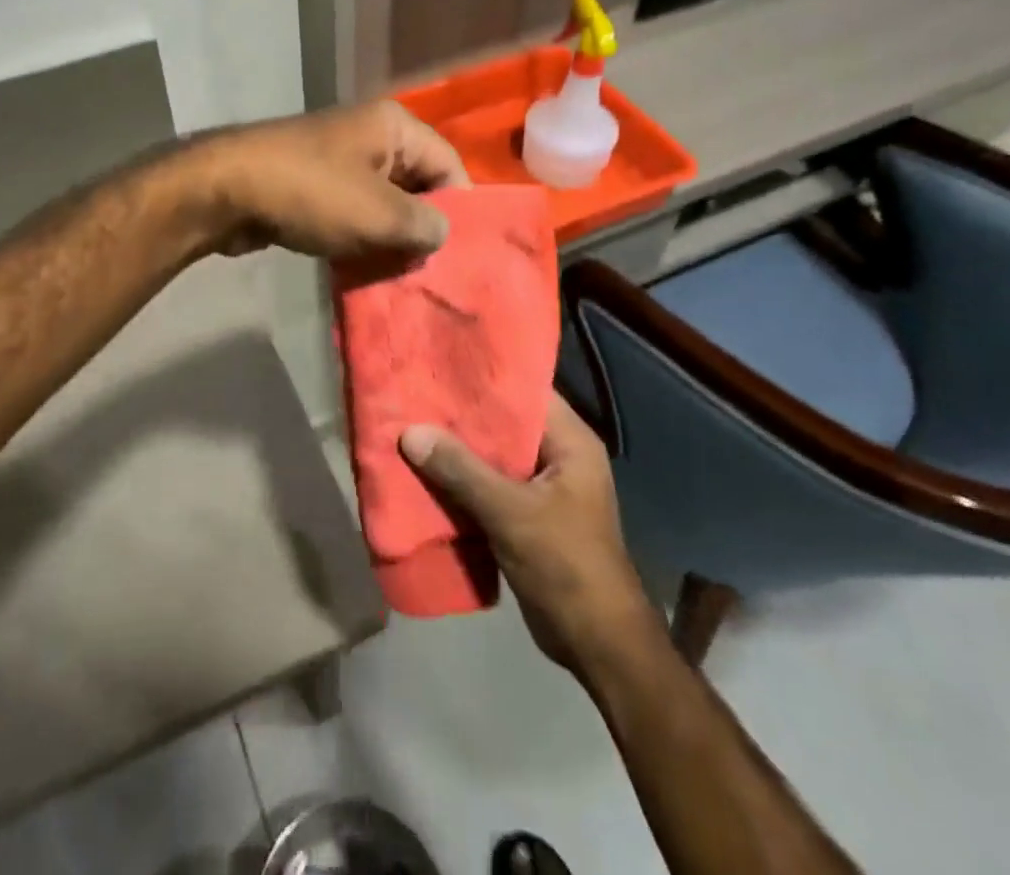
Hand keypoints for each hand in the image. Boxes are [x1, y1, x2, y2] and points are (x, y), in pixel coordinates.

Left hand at [190, 101, 469, 260]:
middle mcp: (370, 136)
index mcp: (394, 127)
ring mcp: (338, 160)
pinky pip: (352, 212)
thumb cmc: (312, 194)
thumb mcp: (380, 214)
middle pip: (417, 184)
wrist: (227, 191)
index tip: (458, 255)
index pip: (449, 165)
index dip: (459, 210)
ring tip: (400, 277)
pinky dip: (360, 238)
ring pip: (383, 203)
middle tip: (430, 272)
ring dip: (390, 238)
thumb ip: (425, 226)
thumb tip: (441, 234)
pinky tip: (365, 269)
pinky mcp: (313, 186)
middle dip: (423, 227)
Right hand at [401, 396, 656, 671]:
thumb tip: (410, 432)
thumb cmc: (566, 565)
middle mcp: (559, 456)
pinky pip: (489, 485)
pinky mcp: (528, 515)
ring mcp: (544, 487)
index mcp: (570, 441)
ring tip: (411, 425)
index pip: (525, 390)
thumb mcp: (510, 513)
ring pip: (493, 455)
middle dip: (462, 414)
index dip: (485, 376)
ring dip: (458, 449)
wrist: (598, 646)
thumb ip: (461, 470)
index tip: (442, 363)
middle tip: (415, 393)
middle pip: (505, 423)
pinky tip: (425, 472)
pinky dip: (462, 480)